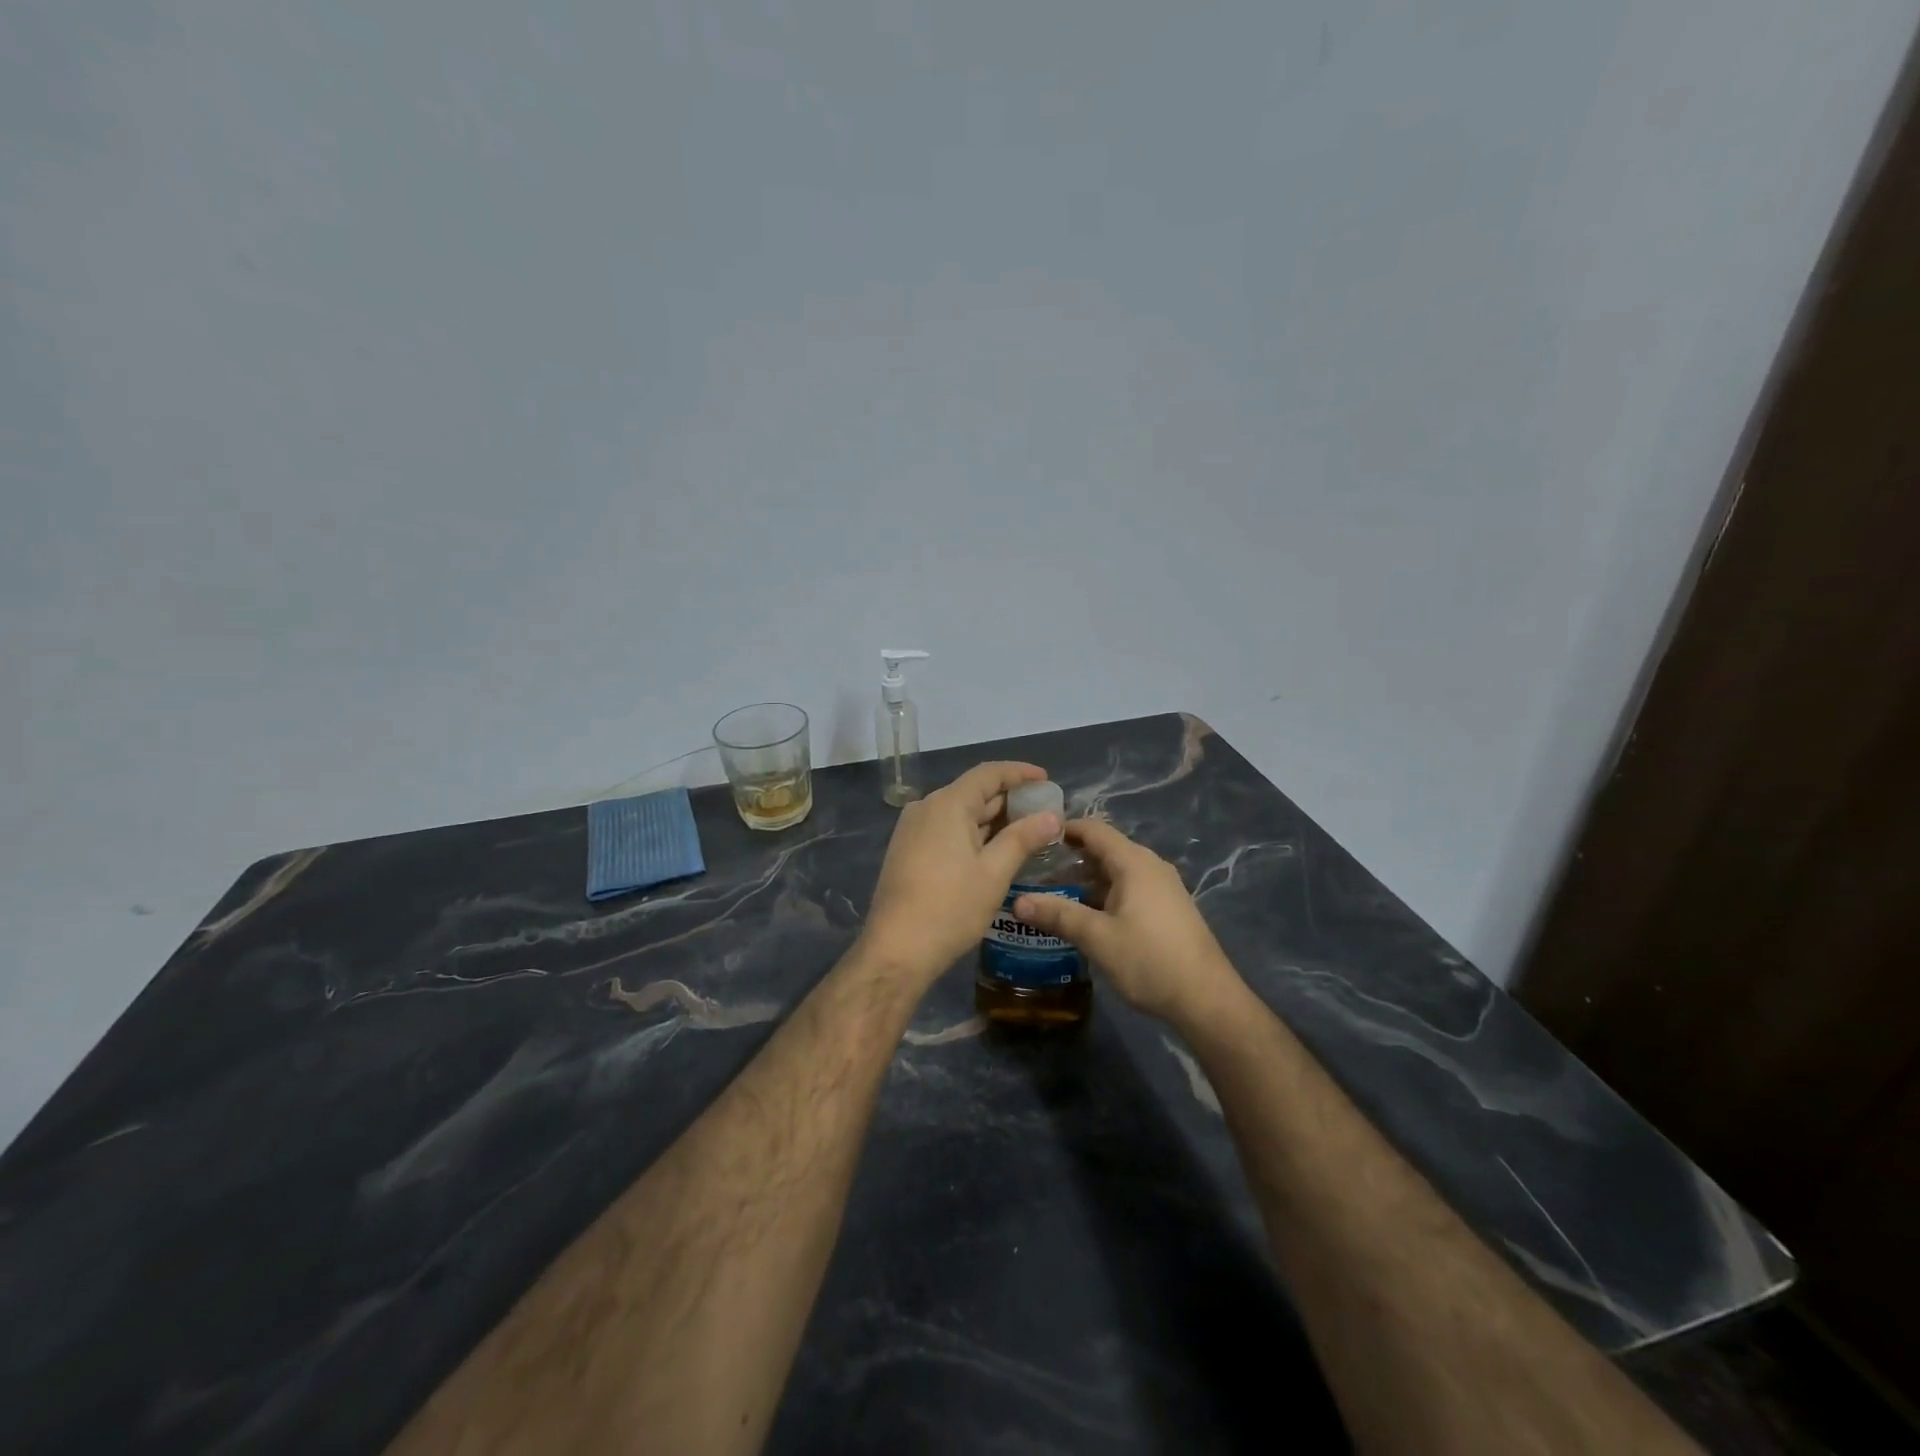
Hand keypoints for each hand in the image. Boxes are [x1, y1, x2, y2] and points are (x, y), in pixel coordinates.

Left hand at [859, 762, 1062, 987]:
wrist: (897, 949)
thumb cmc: (950, 908)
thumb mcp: (994, 873)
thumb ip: (1023, 838)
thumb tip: (1052, 816)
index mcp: (948, 804)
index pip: (989, 773)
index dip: (1020, 773)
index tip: (1046, 780)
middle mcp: (926, 807)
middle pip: (974, 792)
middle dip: (1010, 799)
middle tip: (1044, 812)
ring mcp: (913, 829)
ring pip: (960, 812)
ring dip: (992, 819)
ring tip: (1026, 831)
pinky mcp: (908, 850)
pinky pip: (946, 829)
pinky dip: (973, 833)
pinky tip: (994, 850)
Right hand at [1013, 819, 1247, 1027]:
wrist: (1207, 999)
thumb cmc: (1150, 960)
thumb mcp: (1097, 938)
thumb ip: (1057, 915)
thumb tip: (1017, 902)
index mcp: (1134, 863)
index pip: (1094, 830)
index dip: (1063, 828)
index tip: (1032, 836)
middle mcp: (1150, 866)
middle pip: (1104, 850)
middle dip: (1069, 857)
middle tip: (1033, 870)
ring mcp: (1162, 888)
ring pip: (1116, 872)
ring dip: (1085, 880)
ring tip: (1051, 894)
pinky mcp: (1167, 909)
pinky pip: (1128, 889)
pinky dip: (1103, 894)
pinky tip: (1085, 916)